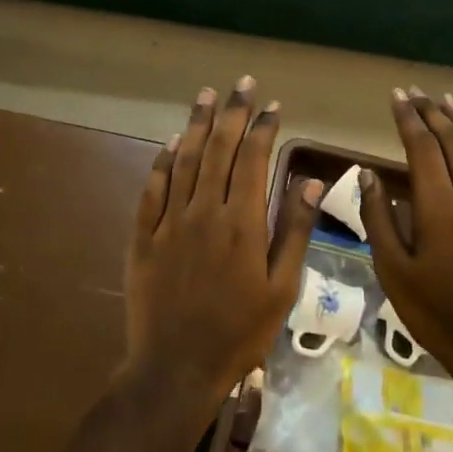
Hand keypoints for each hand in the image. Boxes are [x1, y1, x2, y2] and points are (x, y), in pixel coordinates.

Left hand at [125, 78, 321, 410]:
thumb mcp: (281, 288)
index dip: (261, 129)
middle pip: (217, 150)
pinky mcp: (143, 237)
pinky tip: (170, 142)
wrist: (177, 367)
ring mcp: (169, 223)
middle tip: (240, 84)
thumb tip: (309, 179)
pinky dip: (162, 161)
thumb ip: (294, 230)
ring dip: (196, 125)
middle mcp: (203, 212)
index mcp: (242, 223)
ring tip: (206, 96)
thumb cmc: (240, 332)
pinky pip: (152, 189)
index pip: (251, 160)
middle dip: (230, 114)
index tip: (270, 106)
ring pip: (183, 161)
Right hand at [360, 88, 452, 381]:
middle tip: (419, 92)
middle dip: (435, 113)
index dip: (409, 118)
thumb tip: (368, 175)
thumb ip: (379, 218)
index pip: (422, 147)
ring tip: (451, 104)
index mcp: (439, 205)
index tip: (397, 95)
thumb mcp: (392, 269)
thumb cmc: (435, 310)